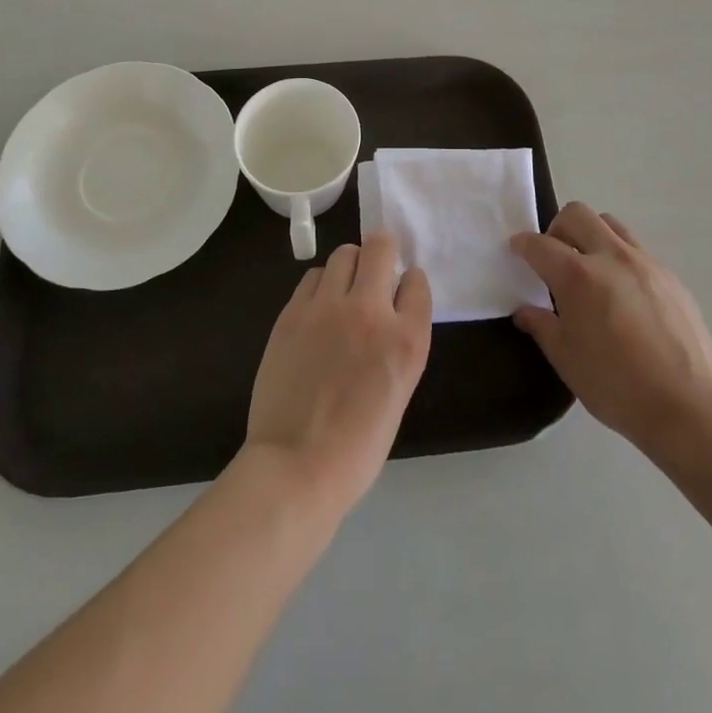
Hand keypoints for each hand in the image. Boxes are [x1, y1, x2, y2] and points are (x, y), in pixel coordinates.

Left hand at [244, 231, 431, 517]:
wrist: (297, 465)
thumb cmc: (357, 446)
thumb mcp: (398, 390)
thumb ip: (398, 343)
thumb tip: (389, 313)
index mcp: (406, 340)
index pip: (417, 281)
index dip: (409, 284)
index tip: (401, 292)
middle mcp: (371, 311)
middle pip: (381, 247)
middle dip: (382, 253)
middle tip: (375, 271)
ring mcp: (328, 307)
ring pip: (344, 254)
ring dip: (350, 265)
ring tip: (344, 290)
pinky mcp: (294, 312)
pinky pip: (312, 276)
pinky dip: (321, 284)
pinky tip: (318, 308)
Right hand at [512, 203, 711, 458]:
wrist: (688, 406)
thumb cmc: (617, 386)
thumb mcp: (567, 360)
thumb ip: (542, 326)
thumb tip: (525, 311)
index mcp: (578, 276)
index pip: (540, 245)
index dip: (523, 244)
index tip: (516, 249)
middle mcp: (611, 257)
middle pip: (577, 214)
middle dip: (557, 228)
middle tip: (555, 257)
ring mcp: (645, 263)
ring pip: (610, 224)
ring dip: (591, 235)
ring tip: (590, 270)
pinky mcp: (670, 277)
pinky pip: (637, 250)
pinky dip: (620, 258)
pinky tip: (623, 294)